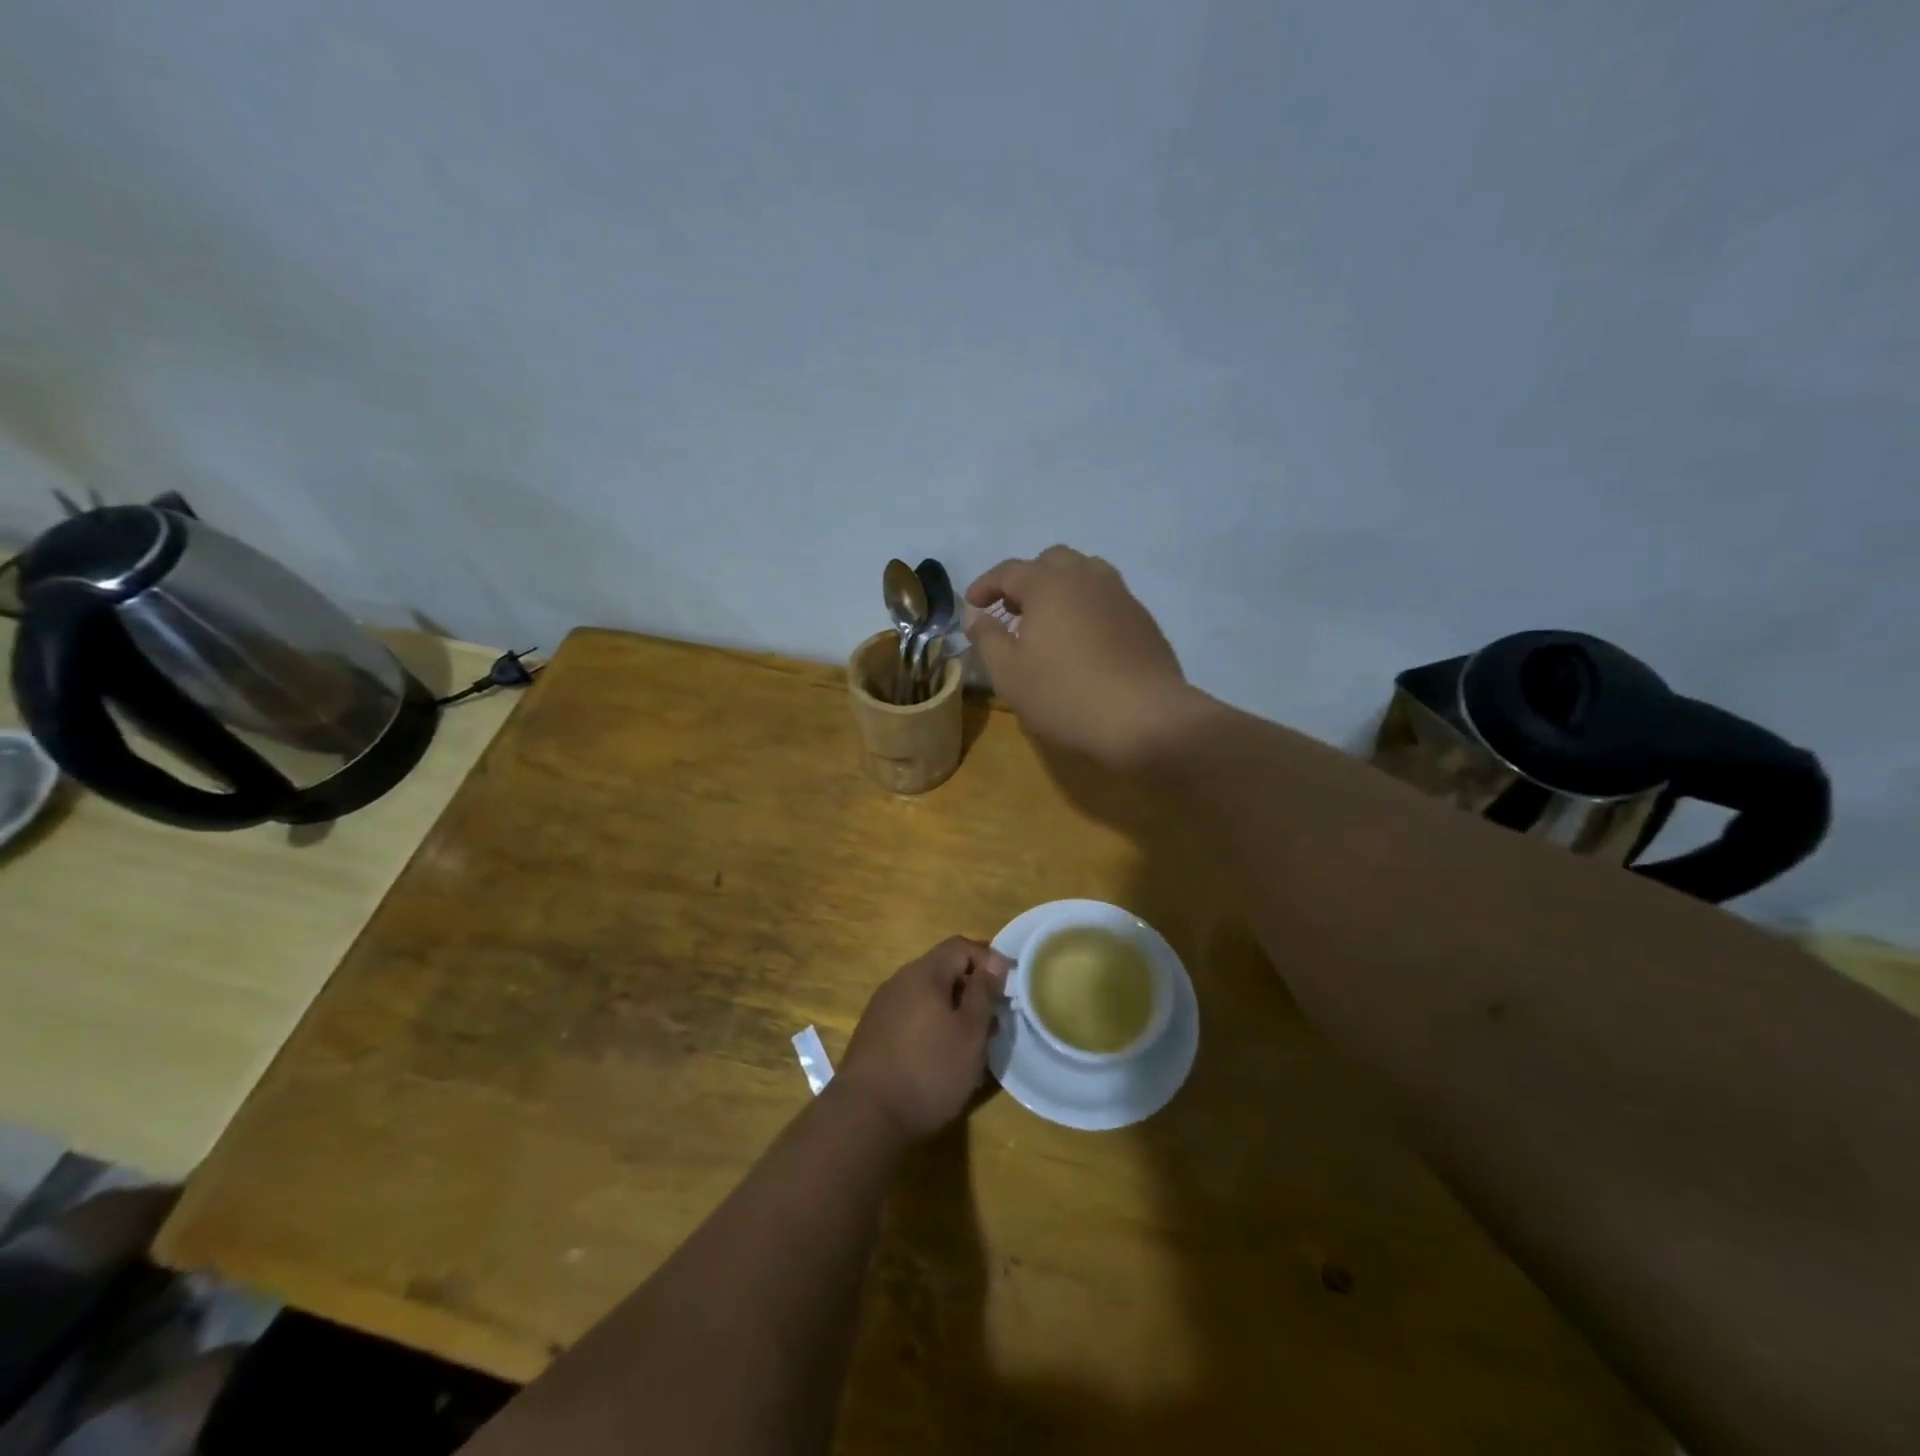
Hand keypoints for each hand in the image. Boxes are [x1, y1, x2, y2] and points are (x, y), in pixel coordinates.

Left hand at [836, 937, 1010, 1140]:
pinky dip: (933, 1025)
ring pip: (928, 995)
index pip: (960, 946)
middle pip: (943, 970)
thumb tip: (993, 963)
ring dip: (954, 1010)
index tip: (1010, 987)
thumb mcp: (969, 1033)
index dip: (989, 959)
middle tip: (993, 1021)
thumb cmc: (928, 1071)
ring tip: (972, 1043)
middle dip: (972, 989)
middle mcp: (899, 981)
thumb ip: (983, 993)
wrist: (865, 1116)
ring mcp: (882, 1007)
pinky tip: (941, 1056)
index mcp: (923, 973)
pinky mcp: (874, 1032)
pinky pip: (912, 1015)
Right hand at [963, 545, 1197, 768]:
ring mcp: (1120, 594)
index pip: (1009, 570)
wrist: (1144, 718)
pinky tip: (1083, 640)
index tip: (972, 605)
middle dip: (1026, 579)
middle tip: (1012, 611)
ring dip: (1060, 588)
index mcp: (1049, 584)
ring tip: (1049, 621)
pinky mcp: (1142, 618)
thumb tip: (973, 612)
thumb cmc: (1065, 694)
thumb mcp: (1009, 673)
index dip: (985, 585)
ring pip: (1085, 573)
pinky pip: (1107, 597)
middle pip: (1051, 561)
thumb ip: (986, 636)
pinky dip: (1087, 606)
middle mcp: (1086, 577)